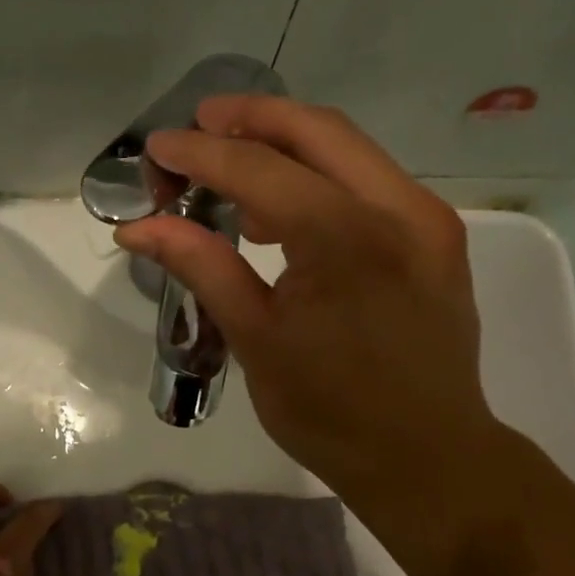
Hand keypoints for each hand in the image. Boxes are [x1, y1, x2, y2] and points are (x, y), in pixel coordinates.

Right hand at [115, 97, 523, 575]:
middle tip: (198, 124)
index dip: (200, 153)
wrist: (428, 458)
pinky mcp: (436, 235)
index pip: (259, 169)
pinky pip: (368, 180)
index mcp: (345, 240)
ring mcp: (427, 218)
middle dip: (250, 118)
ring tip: (230, 164)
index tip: (157, 148)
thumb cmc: (330, 412)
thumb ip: (200, 266)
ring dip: (286, 142)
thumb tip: (138, 227)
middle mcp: (398, 209)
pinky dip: (319, 174)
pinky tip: (281, 208)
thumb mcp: (254, 338)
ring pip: (348, 147)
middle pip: (316, 129)